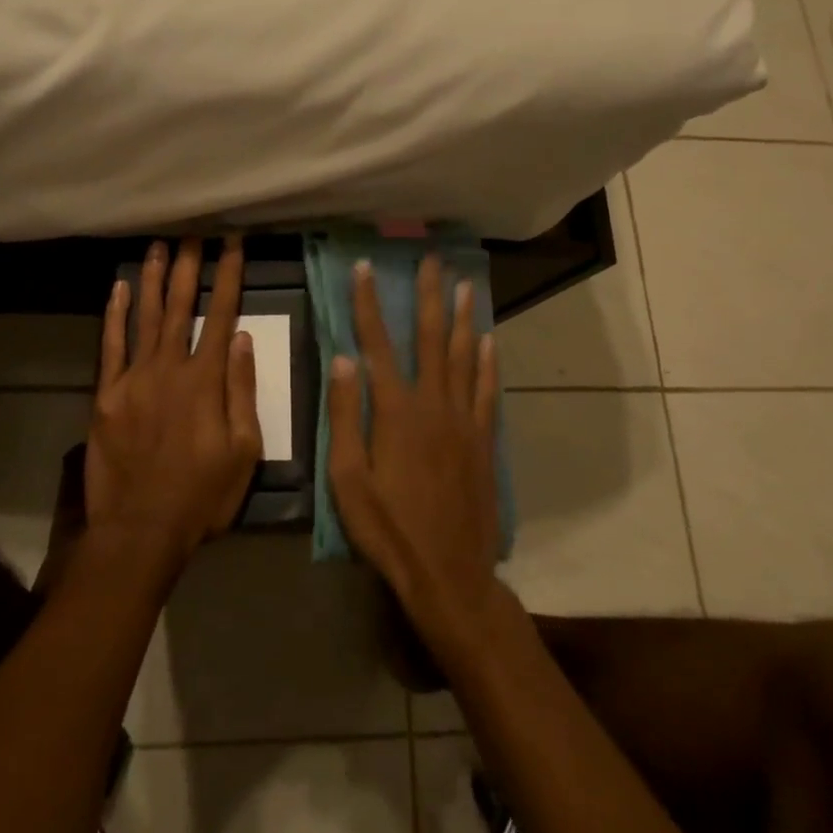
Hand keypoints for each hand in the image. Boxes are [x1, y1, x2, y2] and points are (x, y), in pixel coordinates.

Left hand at [87, 237, 262, 570]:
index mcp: (206, 380)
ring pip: (145, 316)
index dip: (229, 275)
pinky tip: (118, 289)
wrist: (140, 530)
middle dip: (188, 266)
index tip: (233, 243)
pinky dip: (114, 315)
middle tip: (192, 233)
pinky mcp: (106, 395)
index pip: (221, 314)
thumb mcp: (243, 451)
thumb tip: (243, 338)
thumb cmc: (202, 495)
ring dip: (152, 279)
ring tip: (157, 246)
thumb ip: (242, 391)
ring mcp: (133, 378)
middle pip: (180, 305)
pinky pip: (111, 346)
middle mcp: (169, 367)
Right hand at [328, 255, 501, 640]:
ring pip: (464, 356)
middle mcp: (433, 404)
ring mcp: (464, 420)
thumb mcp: (348, 479)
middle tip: (431, 259)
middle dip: (429, 296)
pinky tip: (489, 341)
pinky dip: (488, 363)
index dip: (368, 303)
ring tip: (465, 285)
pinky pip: (488, 391)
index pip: (377, 344)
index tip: (365, 268)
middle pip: (431, 338)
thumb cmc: (388, 528)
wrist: (449, 573)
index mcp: (395, 411)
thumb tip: (343, 359)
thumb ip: (344, 415)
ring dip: (463, 318)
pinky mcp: (484, 440)